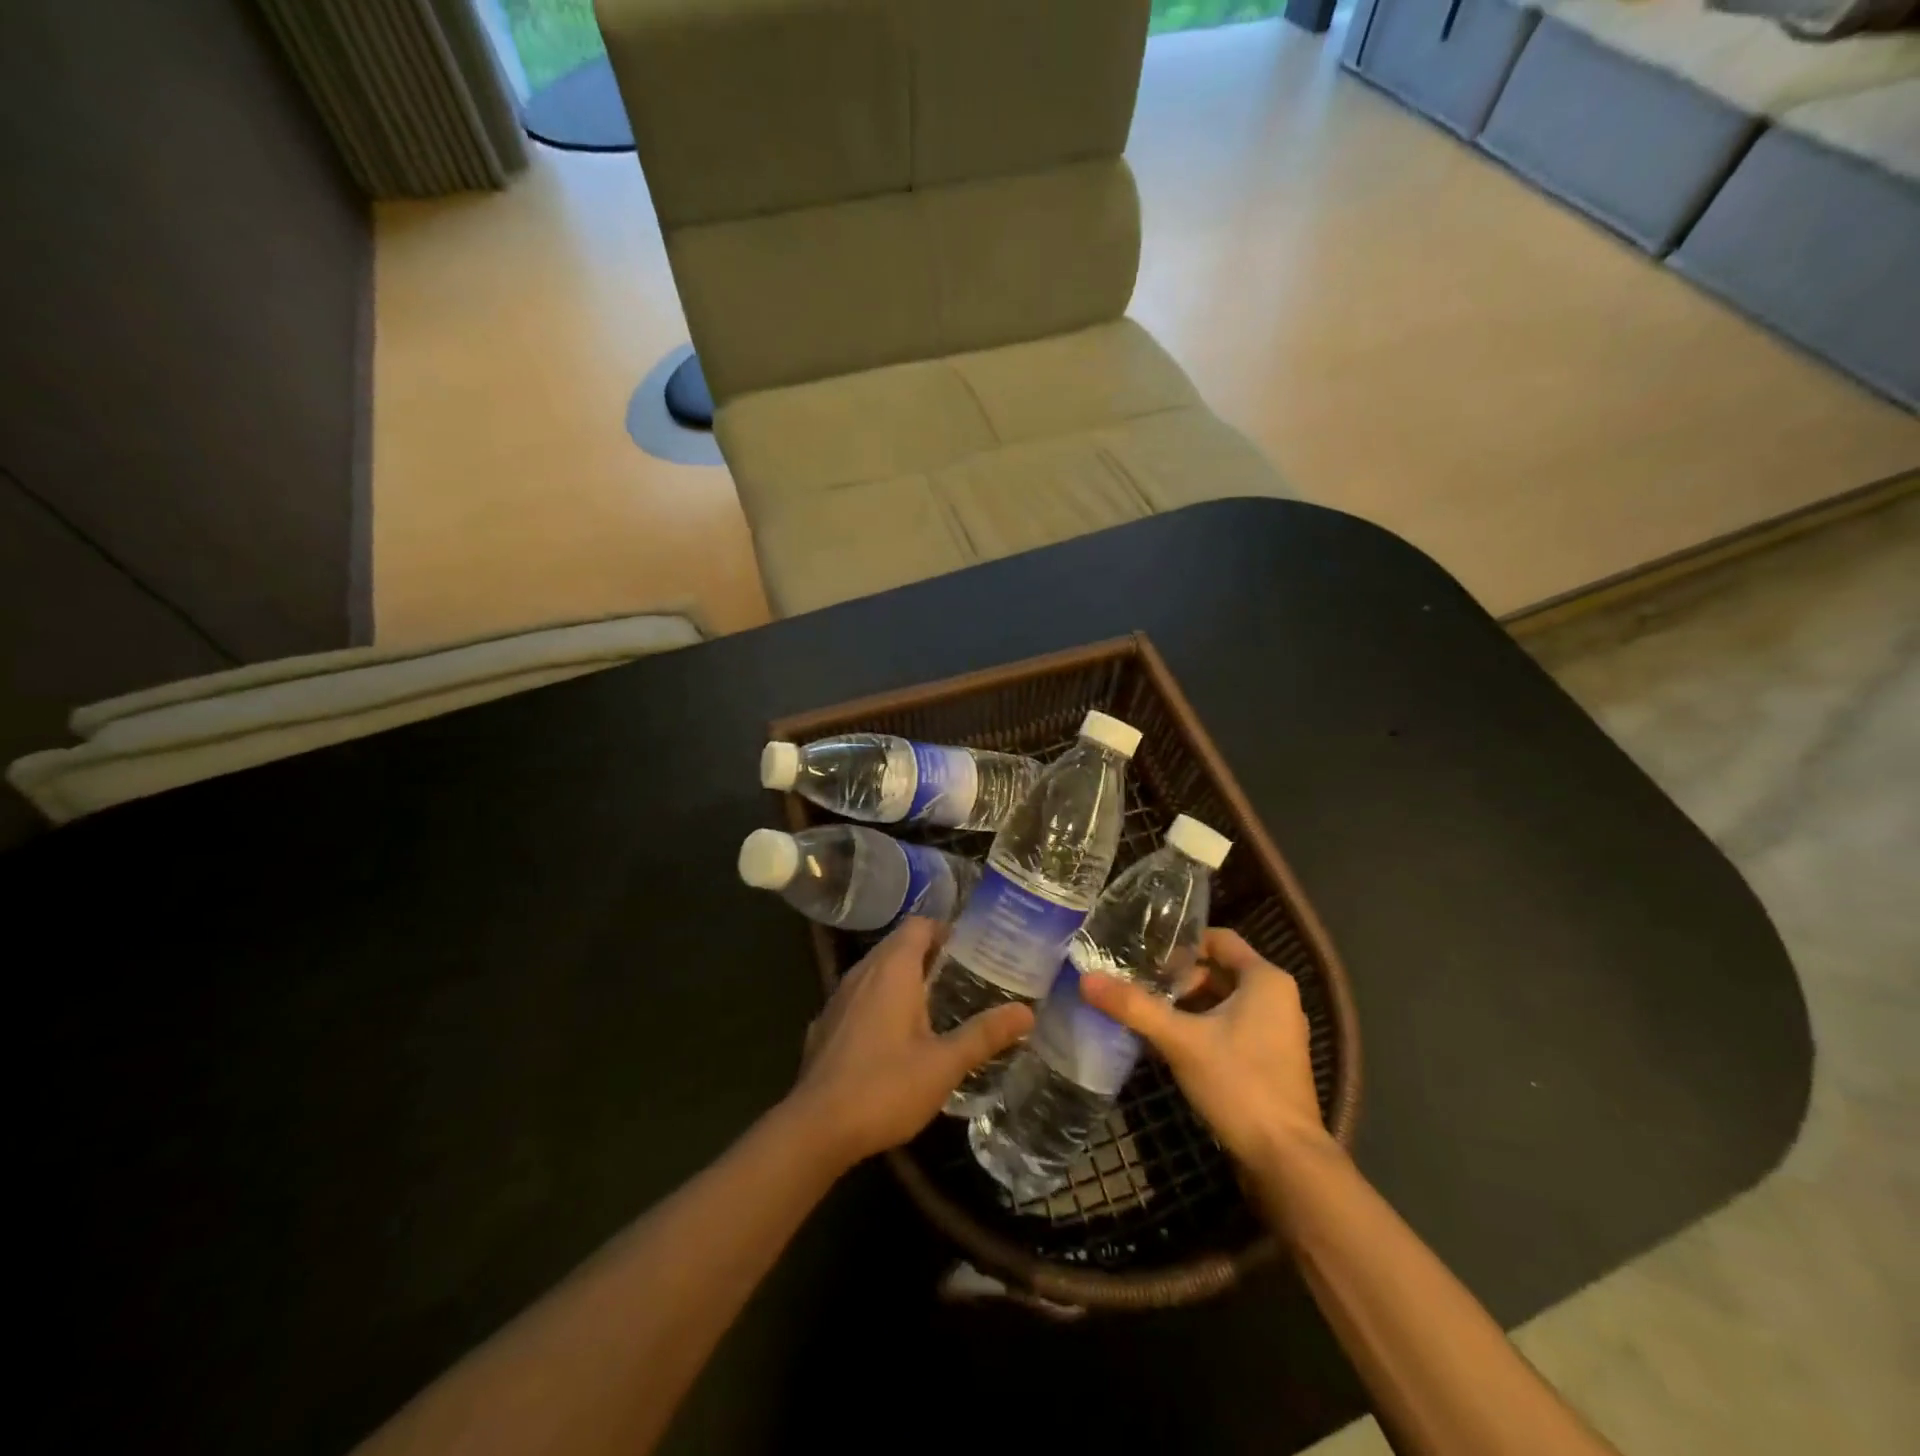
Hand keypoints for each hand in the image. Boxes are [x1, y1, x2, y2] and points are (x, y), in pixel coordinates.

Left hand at [786, 918, 1032, 1171]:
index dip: (945, 931)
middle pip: (898, 945)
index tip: (972, 951)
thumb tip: (1026, 1012)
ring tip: (936, 1006)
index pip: (919, 925)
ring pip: (876, 971)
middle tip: (964, 978)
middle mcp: (862, 972)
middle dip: (930, 956)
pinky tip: (895, 1037)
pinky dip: (880, 1002)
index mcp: (892, 969)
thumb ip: (984, 1035)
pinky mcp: (825, 1024)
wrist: (815, 1128)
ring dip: (904, 979)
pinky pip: (859, 997)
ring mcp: (838, 998)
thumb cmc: (885, 1087)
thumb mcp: (944, 1064)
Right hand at [1080, 928, 1328, 1171]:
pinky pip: (1229, 1027)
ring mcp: (1275, 1032)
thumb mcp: (1180, 1040)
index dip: (1181, 942)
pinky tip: (1167, 1042)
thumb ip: (1134, 1006)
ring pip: (1222, 1001)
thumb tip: (1087, 979)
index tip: (1145, 952)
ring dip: (1186, 1004)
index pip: (1219, 938)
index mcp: (1266, 980)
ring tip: (1145, 1009)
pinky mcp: (1269, 1060)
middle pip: (1218, 970)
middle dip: (1178, 977)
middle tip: (1137, 982)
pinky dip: (1200, 1027)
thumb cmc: (1240, 1084)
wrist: (1286, 1162)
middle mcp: (1277, 998)